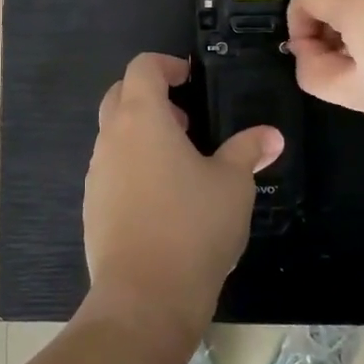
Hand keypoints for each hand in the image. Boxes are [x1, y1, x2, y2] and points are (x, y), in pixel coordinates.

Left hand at [83, 53, 283, 343]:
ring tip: (181, 162)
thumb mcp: (233, 185)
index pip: (142, 67)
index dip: (167, 65)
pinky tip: (162, 199)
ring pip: (113, 135)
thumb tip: (271, 136)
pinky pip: (111, 169)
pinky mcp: (92, 206)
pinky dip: (133, 166)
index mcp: (141, 119)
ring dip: (142, 134)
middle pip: (120, 95)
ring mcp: (96, 173)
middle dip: (151, 97)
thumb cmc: (192, 227)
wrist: (144, 298)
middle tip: (187, 120)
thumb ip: (248, 151)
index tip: (191, 80)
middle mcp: (110, 138)